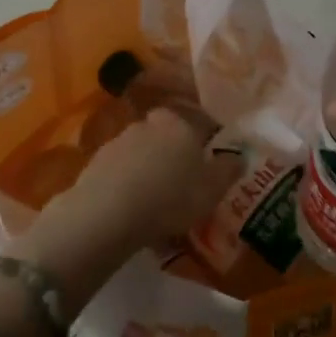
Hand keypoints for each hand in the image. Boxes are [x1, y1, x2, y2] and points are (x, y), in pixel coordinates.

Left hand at [9, 108, 241, 318]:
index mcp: (180, 124)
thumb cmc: (171, 197)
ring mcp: (119, 141)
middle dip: (176, 153)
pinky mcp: (96, 162)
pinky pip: (122, 170)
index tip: (211, 164)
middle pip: (168, 135)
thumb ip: (229, 169)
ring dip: (150, 168)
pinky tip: (133, 206)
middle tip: (184, 181)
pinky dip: (129, 183)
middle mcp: (148, 124)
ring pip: (143, 152)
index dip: (208, 142)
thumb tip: (239, 156)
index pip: (201, 123)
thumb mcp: (213, 189)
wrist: (108, 213)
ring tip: (157, 198)